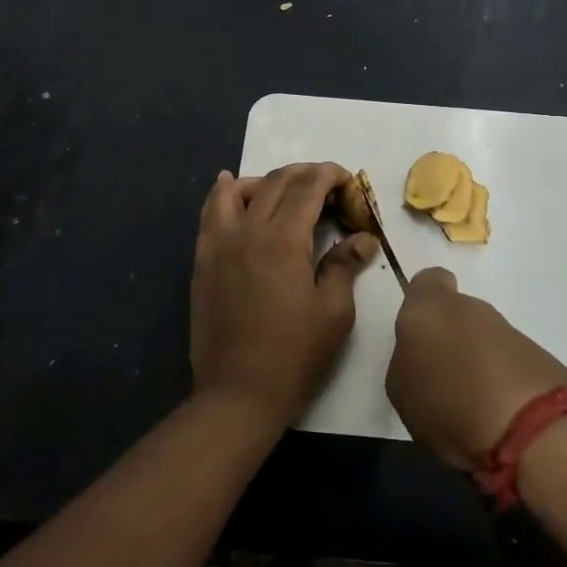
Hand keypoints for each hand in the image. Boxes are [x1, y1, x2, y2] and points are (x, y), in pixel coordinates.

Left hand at [190, 163, 377, 428]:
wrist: (238, 393)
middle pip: (276, 183)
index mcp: (282, 240)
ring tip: (284, 191)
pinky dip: (224, 194)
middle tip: (327, 186)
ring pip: (237, 191)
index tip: (348, 181)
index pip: (308, 187)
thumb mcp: (333, 311)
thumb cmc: (294, 354)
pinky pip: (210, 214)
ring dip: (265, 181)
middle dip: (305, 174)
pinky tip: (231, 188)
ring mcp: (219, 245)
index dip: (330, 175)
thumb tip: (363, 238)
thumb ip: (344, 265)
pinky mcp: (203, 262)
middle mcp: (247, 231)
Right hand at [387, 267, 566, 471]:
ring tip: (470, 405)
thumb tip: (423, 357)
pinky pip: (509, 363)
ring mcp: (509, 330)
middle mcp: (471, 308)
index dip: (423, 302)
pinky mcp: (540, 356)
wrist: (530, 429)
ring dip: (478, 363)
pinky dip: (503, 382)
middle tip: (442, 378)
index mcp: (429, 307)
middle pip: (457, 313)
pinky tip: (498, 415)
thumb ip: (408, 362)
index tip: (421, 332)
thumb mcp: (402, 390)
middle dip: (451, 339)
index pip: (427, 281)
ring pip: (484, 338)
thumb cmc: (448, 403)